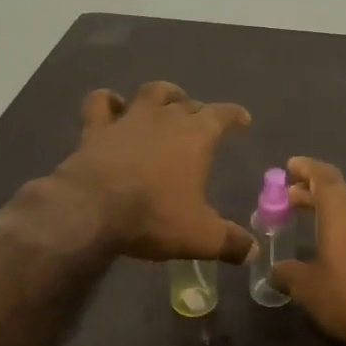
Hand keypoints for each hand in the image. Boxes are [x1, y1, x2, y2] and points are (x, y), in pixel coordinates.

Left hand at [54, 82, 255, 263]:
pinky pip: (101, 103)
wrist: (91, 210)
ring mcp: (128, 119)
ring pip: (151, 93)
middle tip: (202, 122)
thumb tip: (253, 252)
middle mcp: (165, 118)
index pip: (223, 114)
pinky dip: (108, 101)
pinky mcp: (95, 128)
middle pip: (188, 103)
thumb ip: (230, 242)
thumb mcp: (201, 237)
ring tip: (167, 101)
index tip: (242, 119)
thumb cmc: (154, 217)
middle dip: (198, 110)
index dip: (235, 115)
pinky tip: (112, 106)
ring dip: (162, 94)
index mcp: (196, 135)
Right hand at [269, 157, 345, 345]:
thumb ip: (288, 273)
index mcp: (342, 210)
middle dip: (312, 195)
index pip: (322, 175)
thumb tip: (277, 271)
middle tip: (292, 200)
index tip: (290, 166)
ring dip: (333, 215)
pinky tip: (342, 251)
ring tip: (315, 227)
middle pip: (337, 193)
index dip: (305, 168)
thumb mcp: (308, 288)